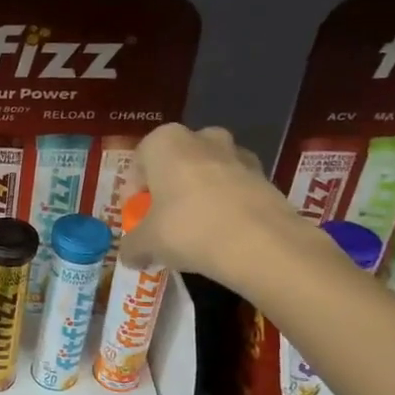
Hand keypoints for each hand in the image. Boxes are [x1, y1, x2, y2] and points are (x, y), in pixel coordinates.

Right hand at [120, 124, 311, 290]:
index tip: (137, 217)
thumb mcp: (146, 243)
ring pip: (208, 173)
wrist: (261, 244)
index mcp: (165, 143)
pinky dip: (226, 205)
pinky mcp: (266, 177)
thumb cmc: (188, 230)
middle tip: (164, 220)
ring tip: (196, 230)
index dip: (134, 191)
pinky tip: (223, 234)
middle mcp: (202, 138)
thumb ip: (131, 246)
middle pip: (176, 162)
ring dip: (199, 195)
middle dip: (169, 187)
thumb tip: (128, 256)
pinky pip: (235, 188)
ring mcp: (238, 155)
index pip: (139, 161)